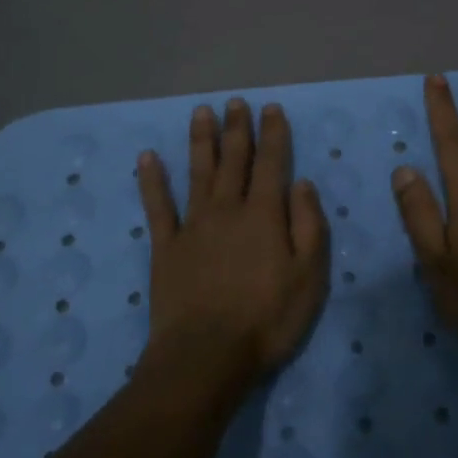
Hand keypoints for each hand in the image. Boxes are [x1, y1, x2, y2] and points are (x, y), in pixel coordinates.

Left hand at [136, 98, 330, 383]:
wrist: (207, 355)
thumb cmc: (267, 319)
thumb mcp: (309, 277)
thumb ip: (309, 226)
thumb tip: (302, 183)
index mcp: (264, 215)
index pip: (271, 164)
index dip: (273, 135)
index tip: (271, 109)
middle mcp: (227, 210)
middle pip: (233, 160)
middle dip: (237, 129)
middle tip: (235, 102)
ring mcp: (192, 226)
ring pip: (198, 172)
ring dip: (201, 141)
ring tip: (202, 112)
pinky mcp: (165, 247)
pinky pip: (157, 206)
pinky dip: (152, 180)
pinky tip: (147, 157)